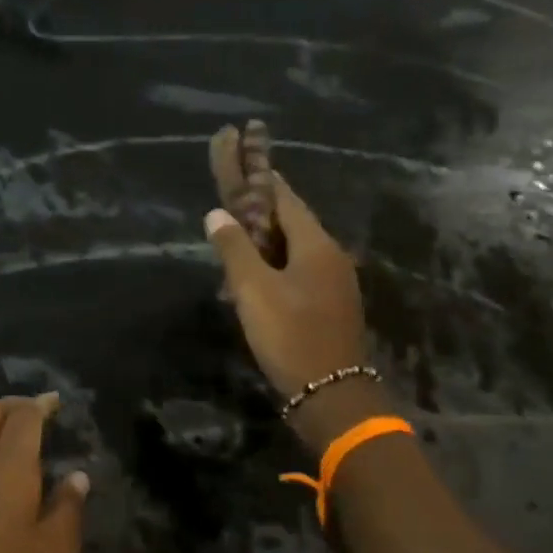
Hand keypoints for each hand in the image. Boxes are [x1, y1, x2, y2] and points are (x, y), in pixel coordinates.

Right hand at [206, 174, 369, 404]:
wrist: (330, 393)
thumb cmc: (289, 334)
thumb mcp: (253, 289)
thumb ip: (234, 248)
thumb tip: (217, 214)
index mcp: (316, 245)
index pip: (286, 199)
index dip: (262, 180)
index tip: (244, 158)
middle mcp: (331, 257)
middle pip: (292, 222)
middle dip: (262, 210)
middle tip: (232, 200)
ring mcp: (334, 283)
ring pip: (295, 250)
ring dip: (266, 241)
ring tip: (236, 239)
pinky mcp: (330, 306)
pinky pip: (300, 272)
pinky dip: (276, 265)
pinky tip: (255, 278)